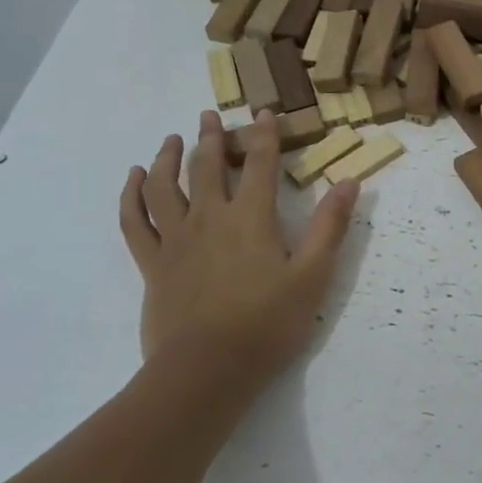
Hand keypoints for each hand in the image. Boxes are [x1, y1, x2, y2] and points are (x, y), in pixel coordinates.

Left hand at [118, 110, 357, 396]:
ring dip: (168, 158)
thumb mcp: (312, 276)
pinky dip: (131, 196)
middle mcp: (209, 218)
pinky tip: (134, 180)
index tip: (264, 112)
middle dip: (211, 137)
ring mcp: (176, 240)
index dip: (264, 135)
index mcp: (251, 218)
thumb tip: (349, 182)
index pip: (259, 163)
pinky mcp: (152, 264)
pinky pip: (135, 221)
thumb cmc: (267, 323)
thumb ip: (330, 226)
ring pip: (165, 186)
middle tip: (208, 115)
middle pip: (207, 166)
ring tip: (171, 140)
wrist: (207, 370)